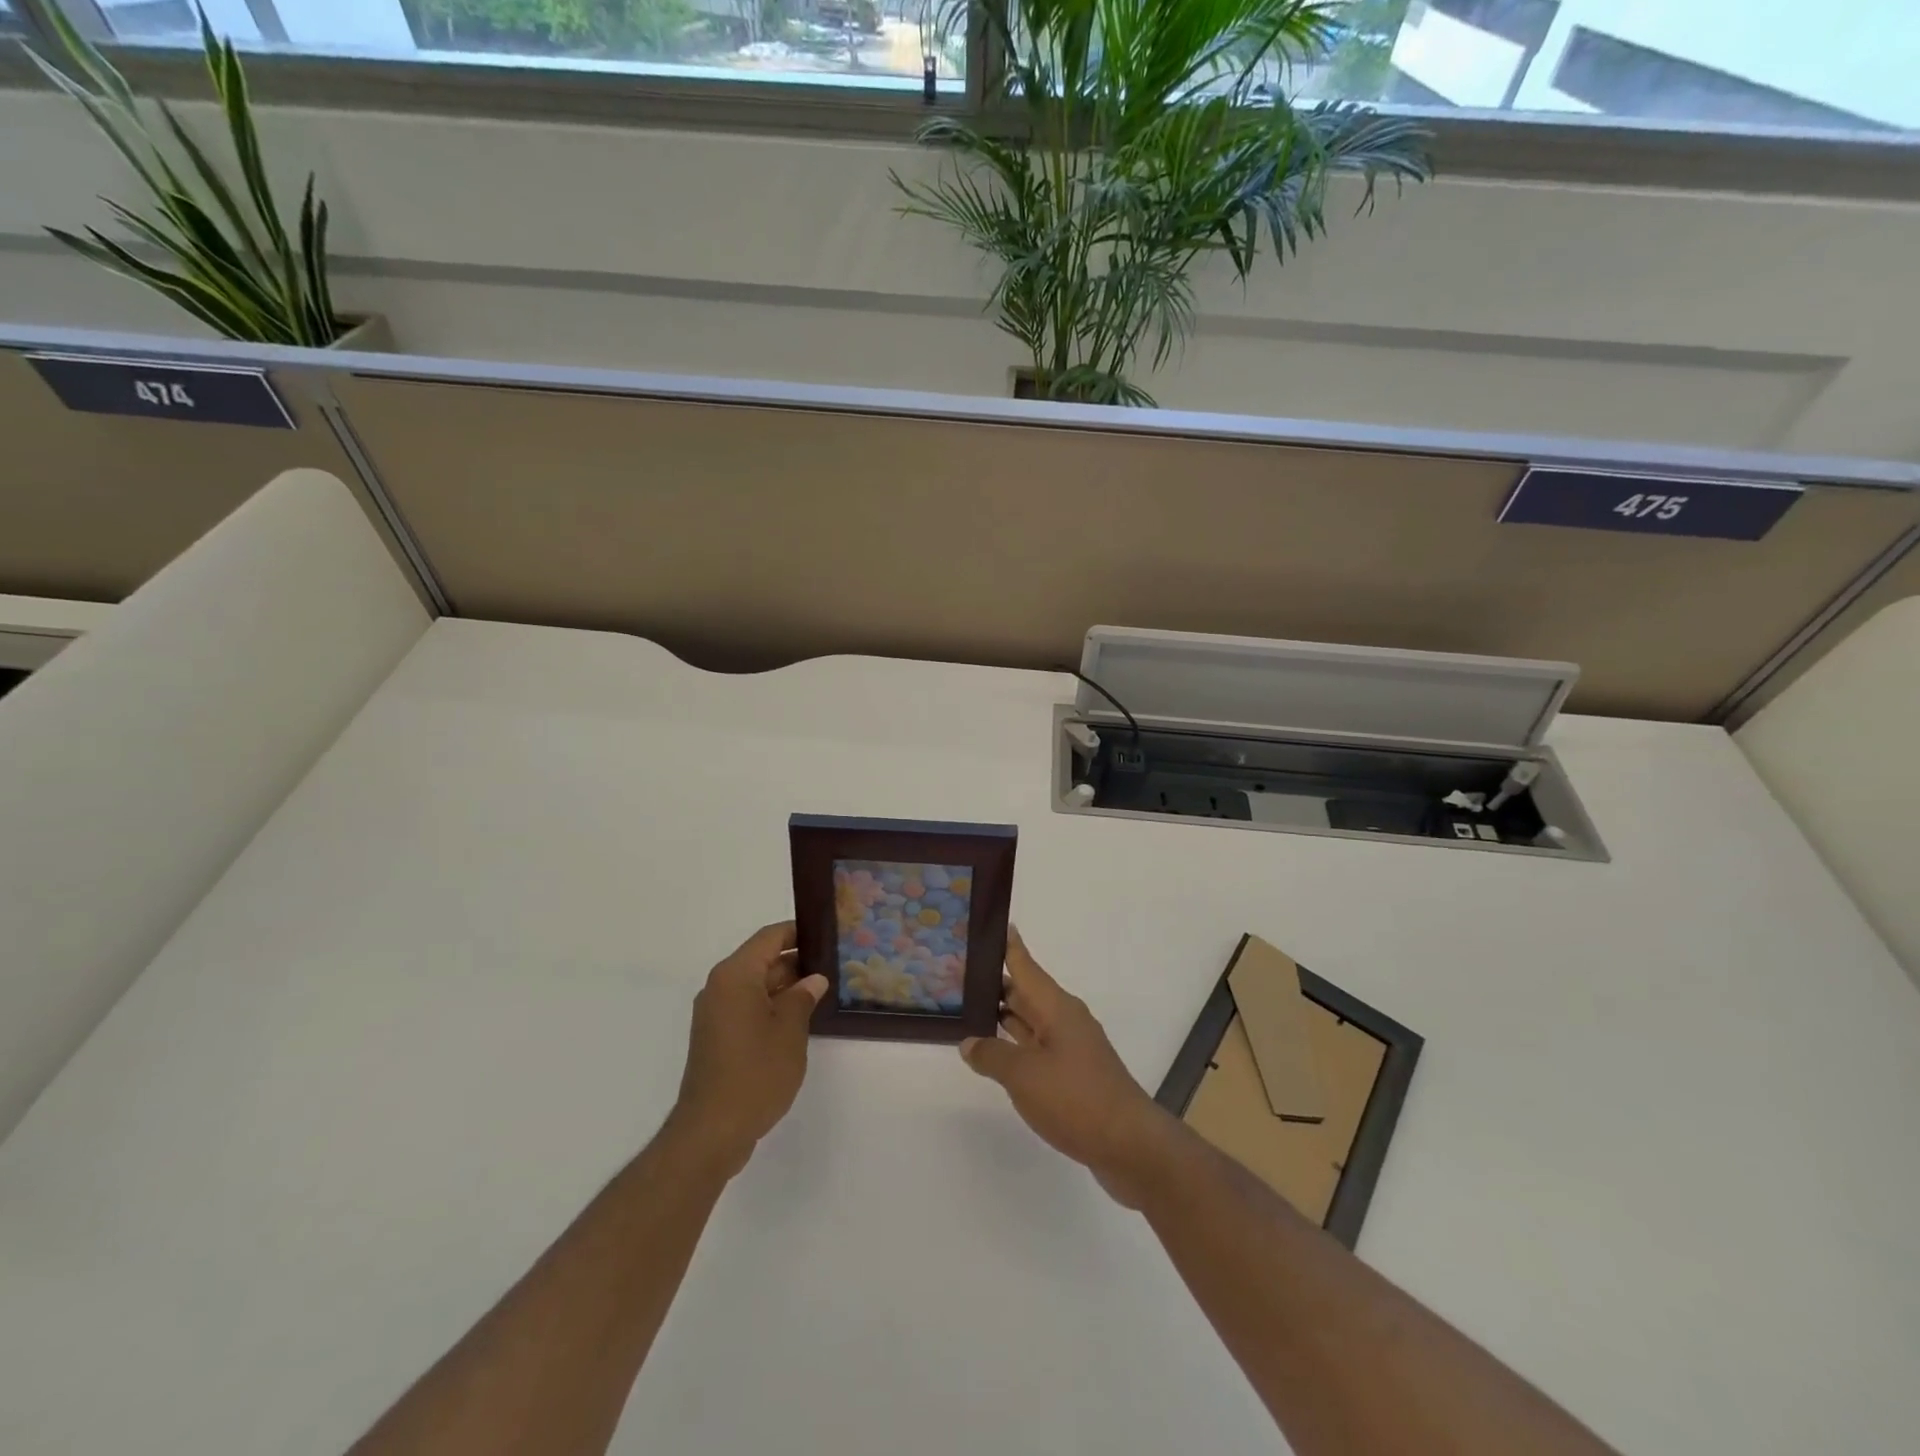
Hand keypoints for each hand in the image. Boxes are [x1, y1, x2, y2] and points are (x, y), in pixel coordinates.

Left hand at [671, 921, 827, 1178]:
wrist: (711, 1131)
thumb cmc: (755, 1072)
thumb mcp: (789, 1031)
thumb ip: (802, 997)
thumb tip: (813, 979)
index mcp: (735, 975)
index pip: (770, 937)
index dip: (798, 932)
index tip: (827, 934)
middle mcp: (720, 987)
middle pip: (761, 960)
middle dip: (796, 961)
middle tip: (833, 965)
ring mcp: (715, 1013)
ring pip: (755, 985)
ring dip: (785, 986)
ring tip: (822, 991)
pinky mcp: (716, 1037)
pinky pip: (747, 1007)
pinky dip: (771, 1006)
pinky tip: (799, 1019)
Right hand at [960, 928, 1173, 1207]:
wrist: (1129, 1145)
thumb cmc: (1075, 1098)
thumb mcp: (1024, 1075)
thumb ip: (992, 1055)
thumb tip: (970, 1042)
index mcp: (1055, 1007)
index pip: (1025, 965)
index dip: (1006, 945)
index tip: (988, 925)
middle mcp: (1064, 1020)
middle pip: (1025, 992)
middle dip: (995, 982)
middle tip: (958, 973)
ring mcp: (1070, 1048)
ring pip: (1029, 1021)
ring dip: (1002, 1015)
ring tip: (967, 1008)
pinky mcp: (1073, 1075)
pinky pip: (1036, 1048)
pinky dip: (1014, 1045)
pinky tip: (994, 1053)